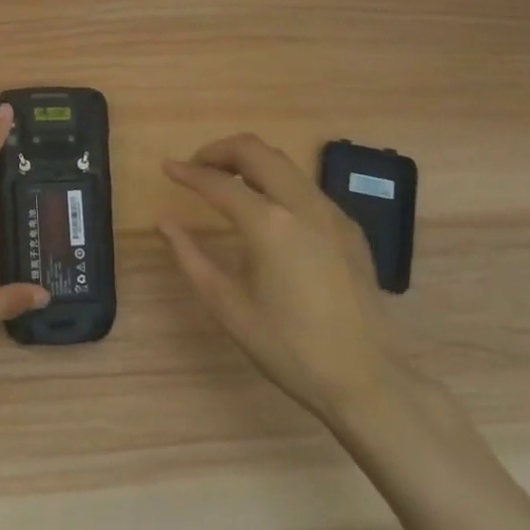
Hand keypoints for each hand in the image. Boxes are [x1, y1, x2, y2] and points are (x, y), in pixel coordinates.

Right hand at [161, 134, 401, 422]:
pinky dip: (277, 184)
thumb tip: (164, 224)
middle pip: (256, 150)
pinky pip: (306, 188)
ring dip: (250, 163)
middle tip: (197, 168)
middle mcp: (302, 205)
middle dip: (220, 151)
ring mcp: (332, 213)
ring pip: (284, 164)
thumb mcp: (227, 305)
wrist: (364, 379)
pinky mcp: (349, 228)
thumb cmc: (286, 346)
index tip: (167, 167)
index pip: (218, 182)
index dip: (188, 172)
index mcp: (269, 224)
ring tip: (226, 184)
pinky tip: (268, 213)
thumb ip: (190, 257)